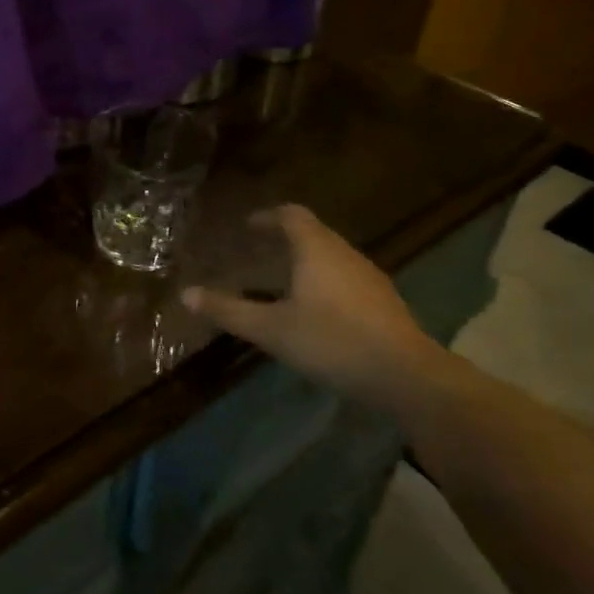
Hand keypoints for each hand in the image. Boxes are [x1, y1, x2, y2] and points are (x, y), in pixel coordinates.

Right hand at [181, 205, 447, 411]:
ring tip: (285, 280)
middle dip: (286, 238)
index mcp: (316, 249)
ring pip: (333, 256)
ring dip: (307, 260)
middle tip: (261, 250)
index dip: (268, 217)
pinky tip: (318, 310)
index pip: (291, 215)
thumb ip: (228, 311)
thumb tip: (185, 294)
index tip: (249, 226)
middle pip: (314, 233)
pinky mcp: (386, 303)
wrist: (407, 377)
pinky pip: (347, 278)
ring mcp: (370, 278)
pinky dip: (326, 281)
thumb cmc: (332, 342)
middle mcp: (345, 254)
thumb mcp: (271, 329)